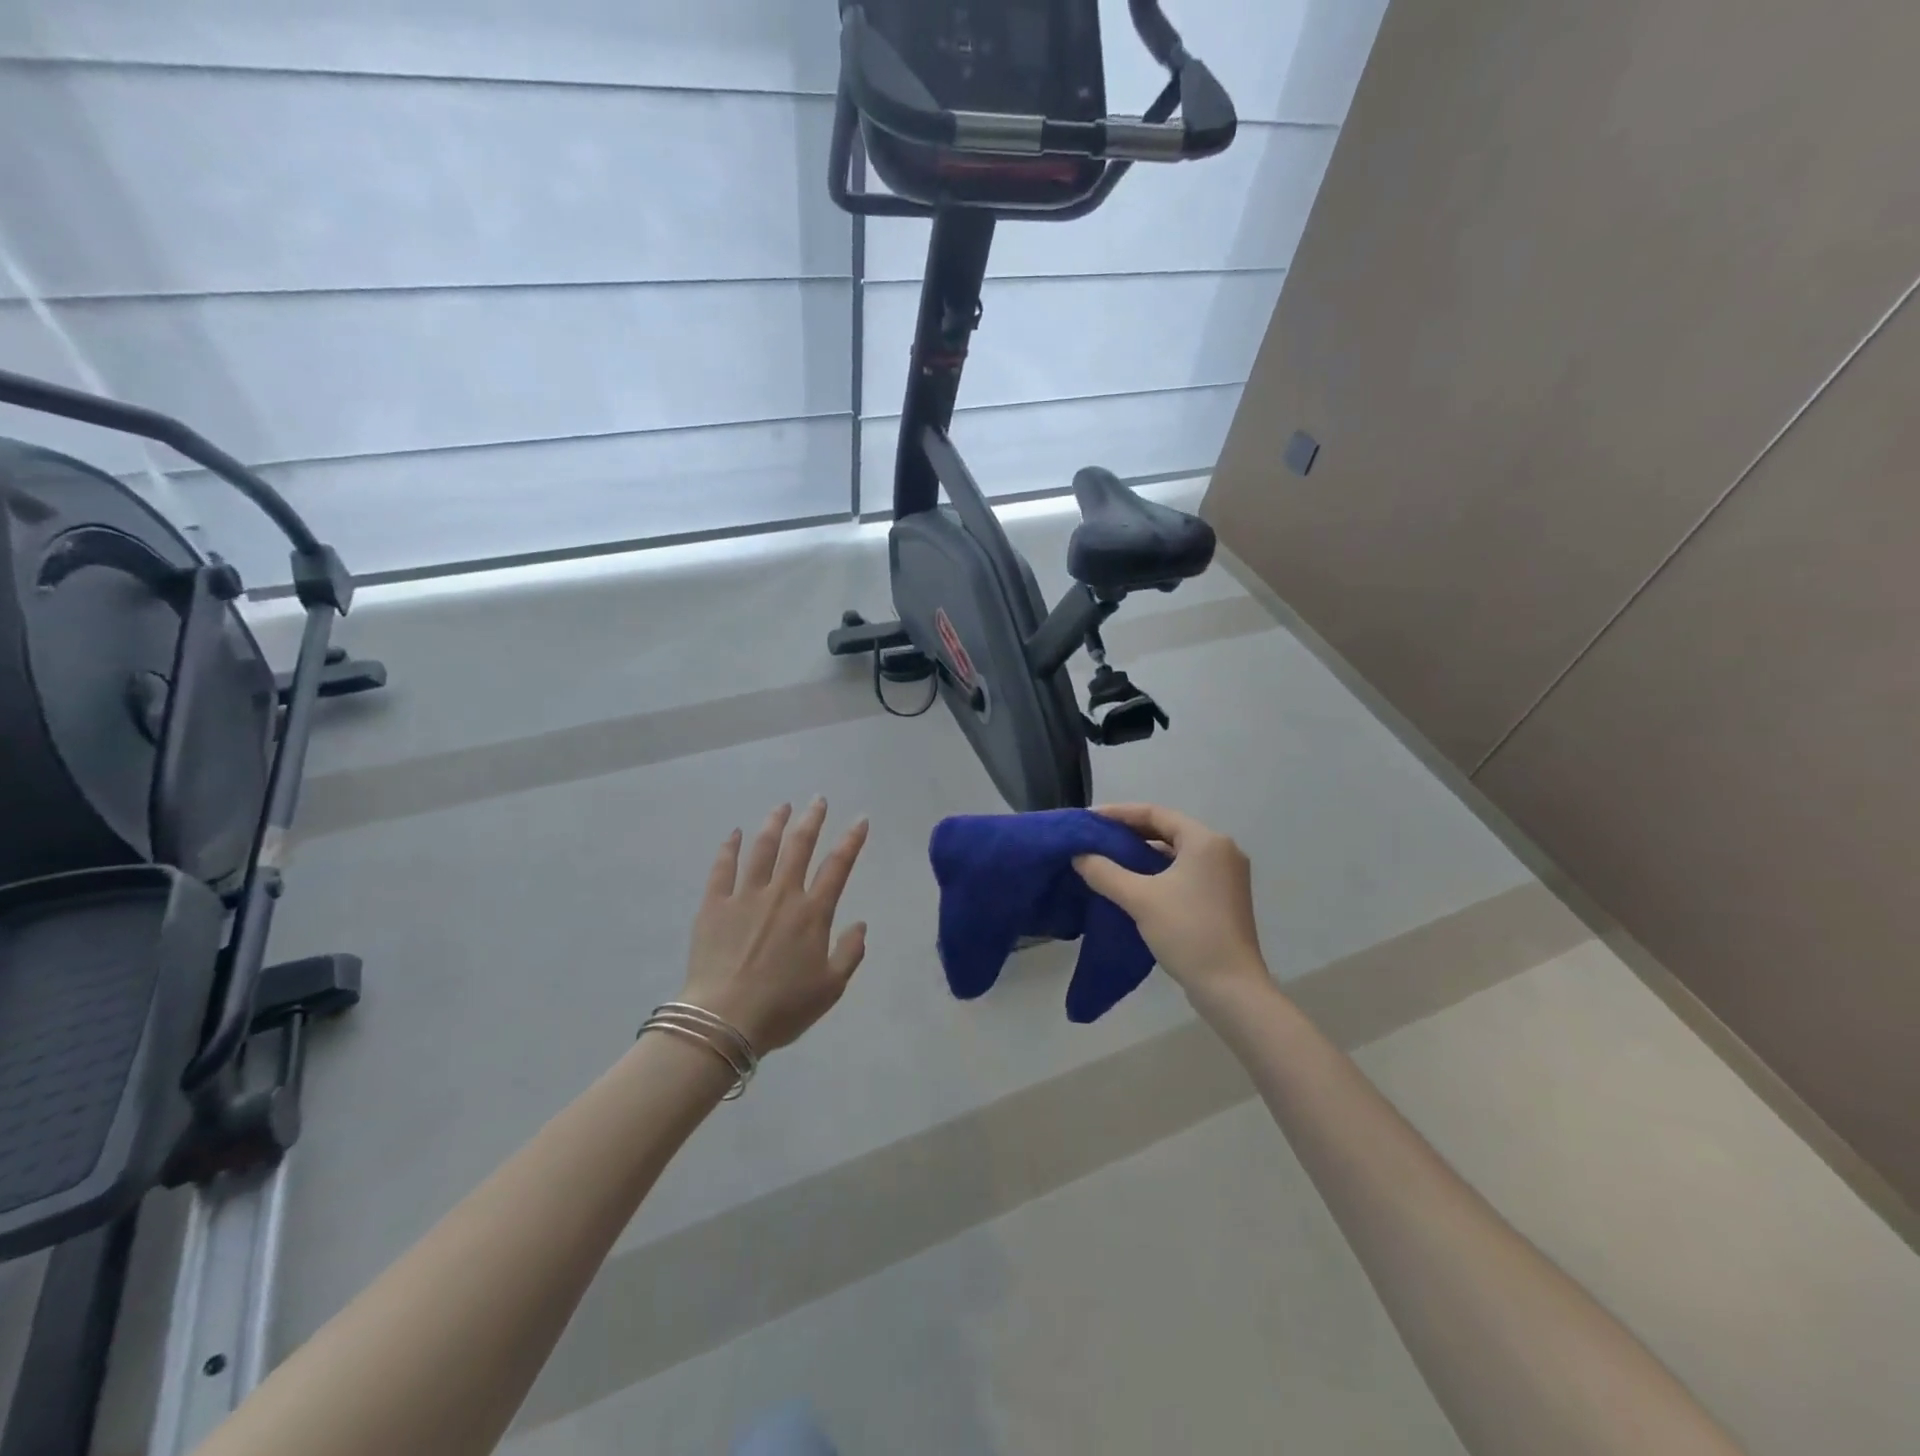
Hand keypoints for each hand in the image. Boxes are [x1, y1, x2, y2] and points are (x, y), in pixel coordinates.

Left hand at [680, 799, 869, 1052]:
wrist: (724, 1020)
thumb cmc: (782, 1007)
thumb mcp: (830, 988)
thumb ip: (850, 952)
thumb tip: (860, 924)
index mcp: (812, 913)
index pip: (838, 866)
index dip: (851, 840)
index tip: (860, 820)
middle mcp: (782, 894)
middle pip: (799, 846)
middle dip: (812, 819)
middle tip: (818, 800)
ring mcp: (745, 896)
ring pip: (763, 849)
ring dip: (774, 824)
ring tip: (782, 807)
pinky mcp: (714, 905)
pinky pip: (722, 868)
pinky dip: (730, 848)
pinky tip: (735, 833)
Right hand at [1073, 804, 1268, 1000]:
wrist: (1230, 988)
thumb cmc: (1187, 933)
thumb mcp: (1140, 899)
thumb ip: (1105, 872)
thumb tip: (1079, 856)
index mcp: (1206, 841)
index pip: (1156, 813)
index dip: (1119, 813)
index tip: (1089, 819)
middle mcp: (1221, 850)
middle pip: (1168, 830)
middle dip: (1130, 832)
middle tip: (1096, 837)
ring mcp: (1226, 875)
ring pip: (1176, 852)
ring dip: (1143, 853)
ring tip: (1108, 858)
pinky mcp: (1224, 897)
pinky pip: (1185, 871)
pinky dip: (1158, 871)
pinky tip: (1134, 881)